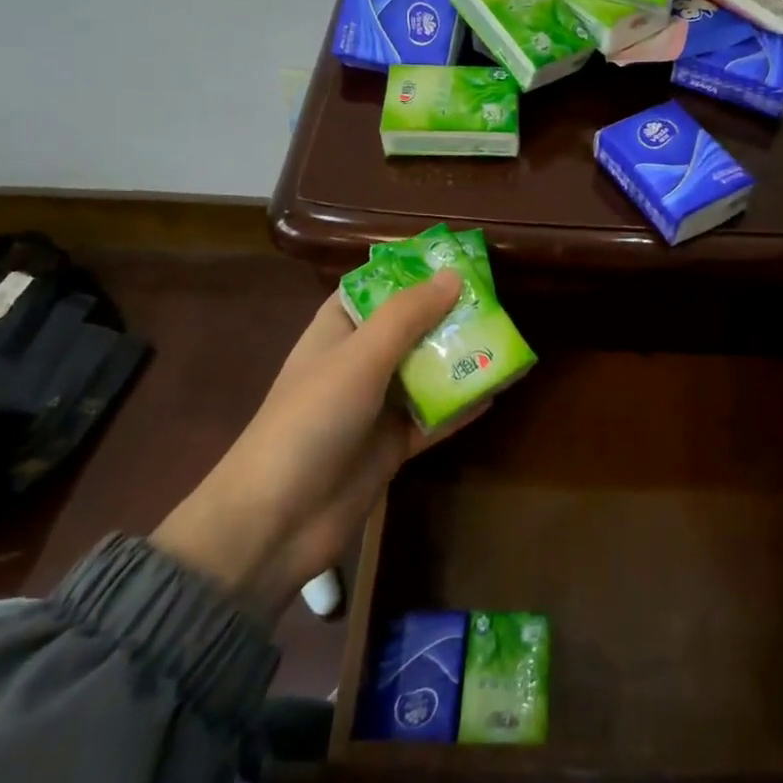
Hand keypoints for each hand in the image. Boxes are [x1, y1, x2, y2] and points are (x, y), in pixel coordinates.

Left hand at [150, 272, 477, 619]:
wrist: (276, 521)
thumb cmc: (311, 420)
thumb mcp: (360, 357)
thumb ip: (407, 316)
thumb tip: (454, 275)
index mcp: (337, 331)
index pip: (376, 289)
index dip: (412, 274)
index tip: (457, 261)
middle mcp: (358, 363)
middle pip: (410, 330)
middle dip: (449, 316)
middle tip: (497, 302)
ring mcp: (375, 407)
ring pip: (426, 372)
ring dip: (460, 360)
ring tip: (505, 341)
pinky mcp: (392, 445)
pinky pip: (434, 418)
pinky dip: (461, 406)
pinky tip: (497, 392)